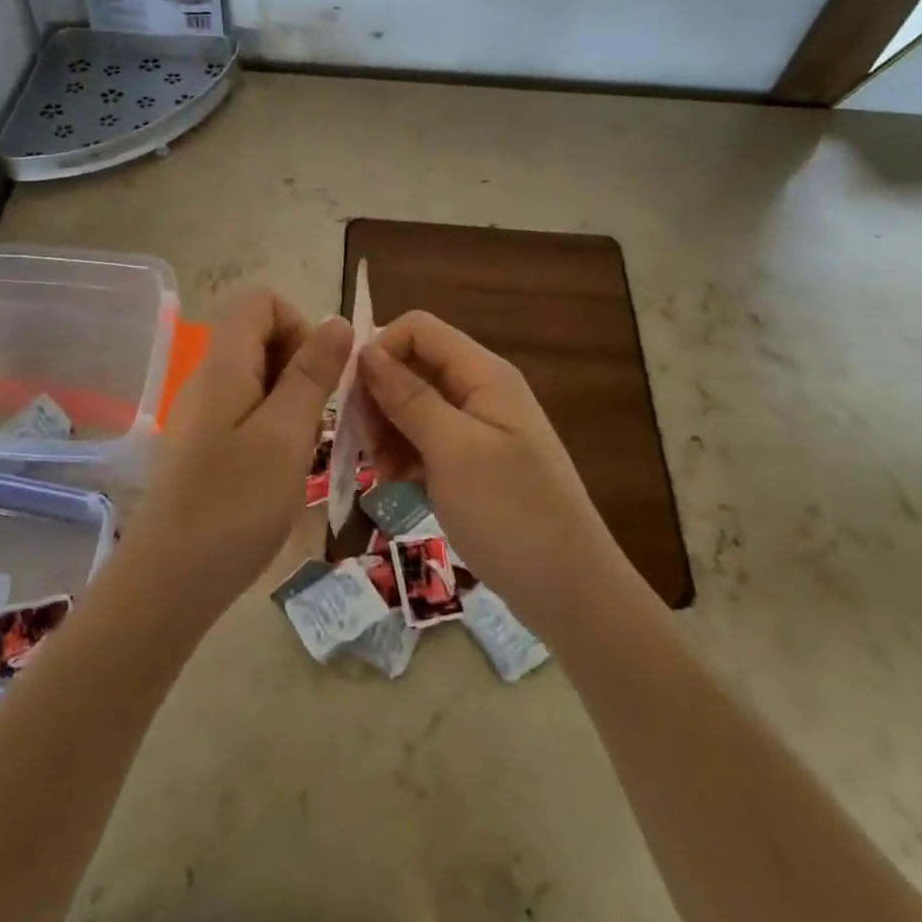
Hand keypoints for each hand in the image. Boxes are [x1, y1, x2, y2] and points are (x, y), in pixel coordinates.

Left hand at [117, 288, 351, 627]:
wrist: (169, 581)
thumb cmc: (234, 504)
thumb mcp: (286, 434)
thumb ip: (312, 374)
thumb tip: (336, 321)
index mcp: (224, 364)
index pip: (260, 301)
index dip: (298, 324)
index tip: (319, 376)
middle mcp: (208, 378)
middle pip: (259, 336)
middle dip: (301, 365)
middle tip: (316, 418)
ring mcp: (203, 413)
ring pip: (258, 377)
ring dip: (292, 400)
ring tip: (303, 448)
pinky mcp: (205, 445)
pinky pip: (247, 411)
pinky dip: (274, 426)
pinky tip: (282, 469)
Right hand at [359, 312, 628, 635]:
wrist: (570, 592)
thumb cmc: (511, 514)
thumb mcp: (453, 450)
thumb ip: (409, 397)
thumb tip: (367, 351)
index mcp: (483, 374)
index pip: (418, 328)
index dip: (380, 349)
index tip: (352, 396)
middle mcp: (481, 389)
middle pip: (414, 365)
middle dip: (379, 396)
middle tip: (360, 443)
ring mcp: (478, 426)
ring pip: (415, 404)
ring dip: (387, 428)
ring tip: (377, 470)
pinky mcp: (473, 460)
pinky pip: (427, 438)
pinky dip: (405, 453)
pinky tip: (396, 483)